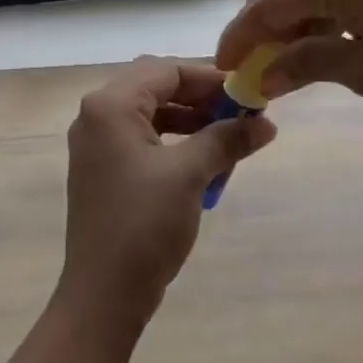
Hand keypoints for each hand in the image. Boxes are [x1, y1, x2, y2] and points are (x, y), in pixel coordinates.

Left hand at [56, 56, 276, 334]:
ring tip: (231, 141)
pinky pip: (143, 141)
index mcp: (110, 106)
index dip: (210, 78)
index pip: (165, 70)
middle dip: (201, 99)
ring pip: (151, 116)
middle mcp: (96, 116)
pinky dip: (175, 145)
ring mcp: (96, 145)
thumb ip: (226, 139)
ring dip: (191, 123)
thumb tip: (265, 122)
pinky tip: (205, 164)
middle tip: (243, 115)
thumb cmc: (144, 224)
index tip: (249, 93)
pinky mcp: (103, 170)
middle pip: (156, 88)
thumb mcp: (190, 175)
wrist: (104, 292)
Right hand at [214, 0, 362, 129]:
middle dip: (261, 8)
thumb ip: (303, 64)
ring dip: (292, 1)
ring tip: (293, 48)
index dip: (241, 38)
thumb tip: (262, 78)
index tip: (225, 67)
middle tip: (258, 51)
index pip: (268, 4)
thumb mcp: (362, 72)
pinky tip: (330, 31)